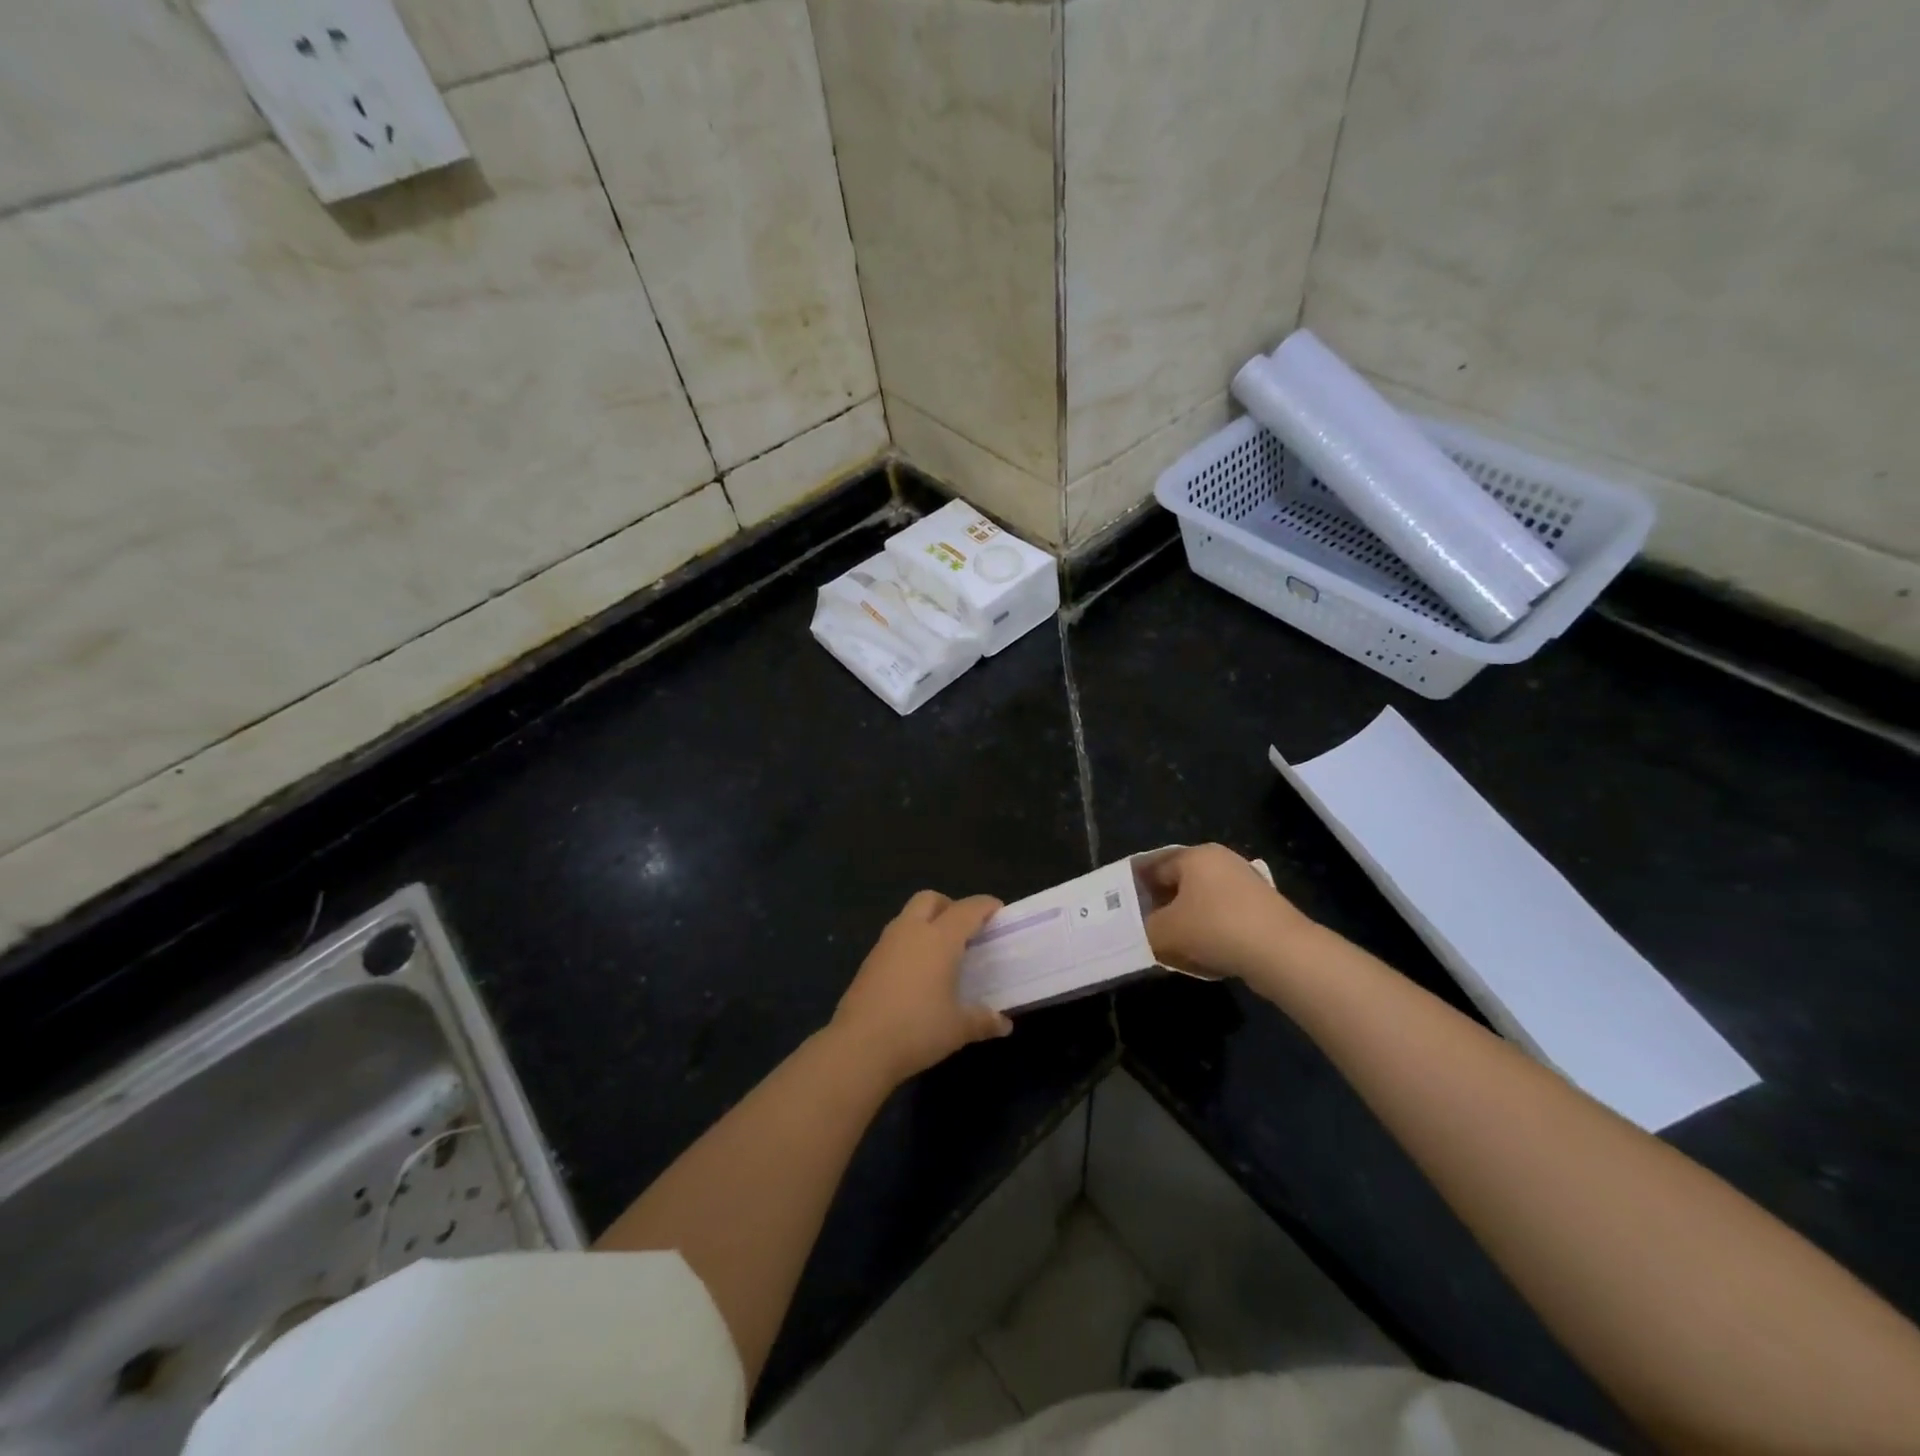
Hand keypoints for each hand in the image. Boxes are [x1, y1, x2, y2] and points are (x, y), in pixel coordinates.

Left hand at [830, 891, 1012, 1086]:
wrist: (859, 1046)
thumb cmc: (917, 1029)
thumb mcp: (958, 1028)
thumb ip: (983, 1021)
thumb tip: (1004, 1025)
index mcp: (939, 939)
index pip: (967, 910)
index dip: (985, 906)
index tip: (998, 910)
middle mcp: (911, 931)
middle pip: (930, 899)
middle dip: (950, 906)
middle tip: (964, 929)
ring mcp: (885, 944)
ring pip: (908, 916)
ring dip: (926, 922)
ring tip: (941, 952)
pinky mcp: (869, 961)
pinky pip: (894, 938)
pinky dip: (909, 943)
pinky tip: (916, 972)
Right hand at [1141, 844, 1317, 986]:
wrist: (1282, 953)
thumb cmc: (1216, 928)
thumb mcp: (1166, 931)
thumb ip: (1145, 929)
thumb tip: (1143, 931)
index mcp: (1195, 855)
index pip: (1153, 865)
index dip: (1134, 886)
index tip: (1120, 907)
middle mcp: (1220, 861)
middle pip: (1178, 881)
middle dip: (1159, 904)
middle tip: (1141, 927)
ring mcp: (1244, 883)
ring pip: (1200, 900)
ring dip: (1183, 920)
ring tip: (1168, 943)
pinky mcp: (1260, 908)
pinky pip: (1222, 916)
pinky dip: (1207, 930)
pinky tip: (1200, 953)